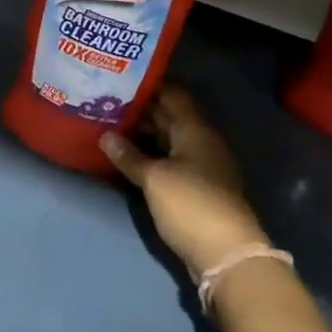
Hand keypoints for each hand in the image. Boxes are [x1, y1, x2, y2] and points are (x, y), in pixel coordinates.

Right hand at [100, 83, 269, 277]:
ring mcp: (200, 166)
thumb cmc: (191, 204)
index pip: (173, 94)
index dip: (149, 84)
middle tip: (107, 99)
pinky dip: (150, 155)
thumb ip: (129, 156)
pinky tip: (127, 155)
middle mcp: (200, 142)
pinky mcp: (196, 189)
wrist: (226, 255)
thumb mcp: (154, 178)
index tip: (122, 77)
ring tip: (110, 123)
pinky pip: (169, 160)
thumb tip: (105, 135)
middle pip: (170, 116)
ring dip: (143, 133)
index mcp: (195, 130)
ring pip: (168, 139)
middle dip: (141, 108)